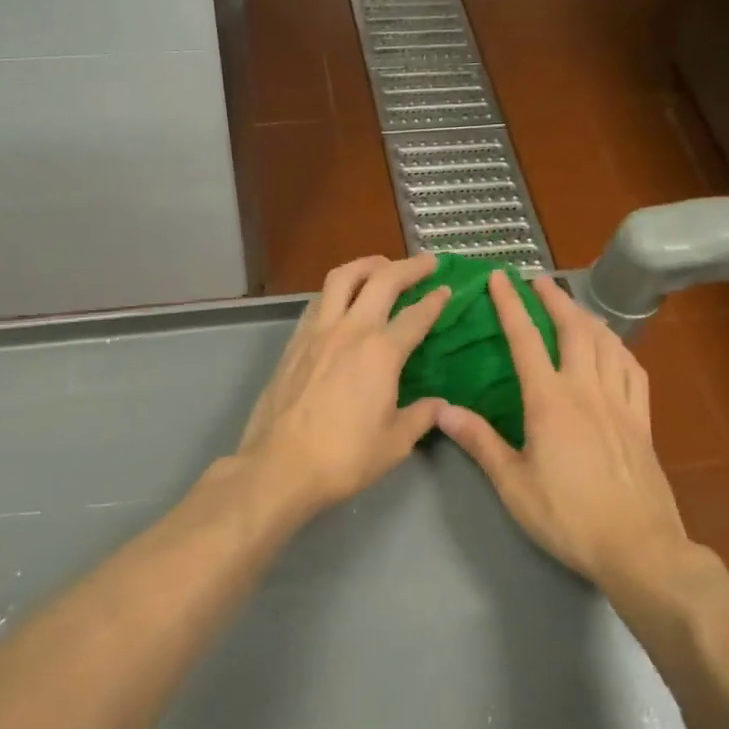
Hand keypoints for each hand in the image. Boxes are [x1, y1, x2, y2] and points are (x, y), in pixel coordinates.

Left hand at [236, 255, 451, 519]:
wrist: (279, 466)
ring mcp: (317, 332)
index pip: (416, 315)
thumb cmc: (343, 458)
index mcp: (381, 353)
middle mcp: (350, 330)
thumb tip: (439, 405)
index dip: (436, 300)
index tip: (448, 289)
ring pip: (342, 278)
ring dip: (367, 264)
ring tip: (382, 265)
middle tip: (427, 262)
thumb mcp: (395, 444)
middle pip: (381, 280)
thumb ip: (421, 417)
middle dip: (409, 267)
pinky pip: (318, 300)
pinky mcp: (294, 342)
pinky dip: (337, 289)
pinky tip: (342, 298)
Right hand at [437, 273, 690, 587]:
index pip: (526, 340)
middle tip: (539, 281)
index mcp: (550, 401)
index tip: (500, 278)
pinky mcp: (643, 421)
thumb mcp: (513, 485)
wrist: (638, 547)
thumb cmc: (568, 517)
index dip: (511, 305)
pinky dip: (620, 348)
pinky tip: (614, 348)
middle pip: (573, 328)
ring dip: (587, 316)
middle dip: (554, 298)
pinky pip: (634, 370)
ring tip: (573, 306)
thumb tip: (442, 410)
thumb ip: (479, 442)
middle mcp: (587, 390)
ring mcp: (621, 403)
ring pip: (607, 343)